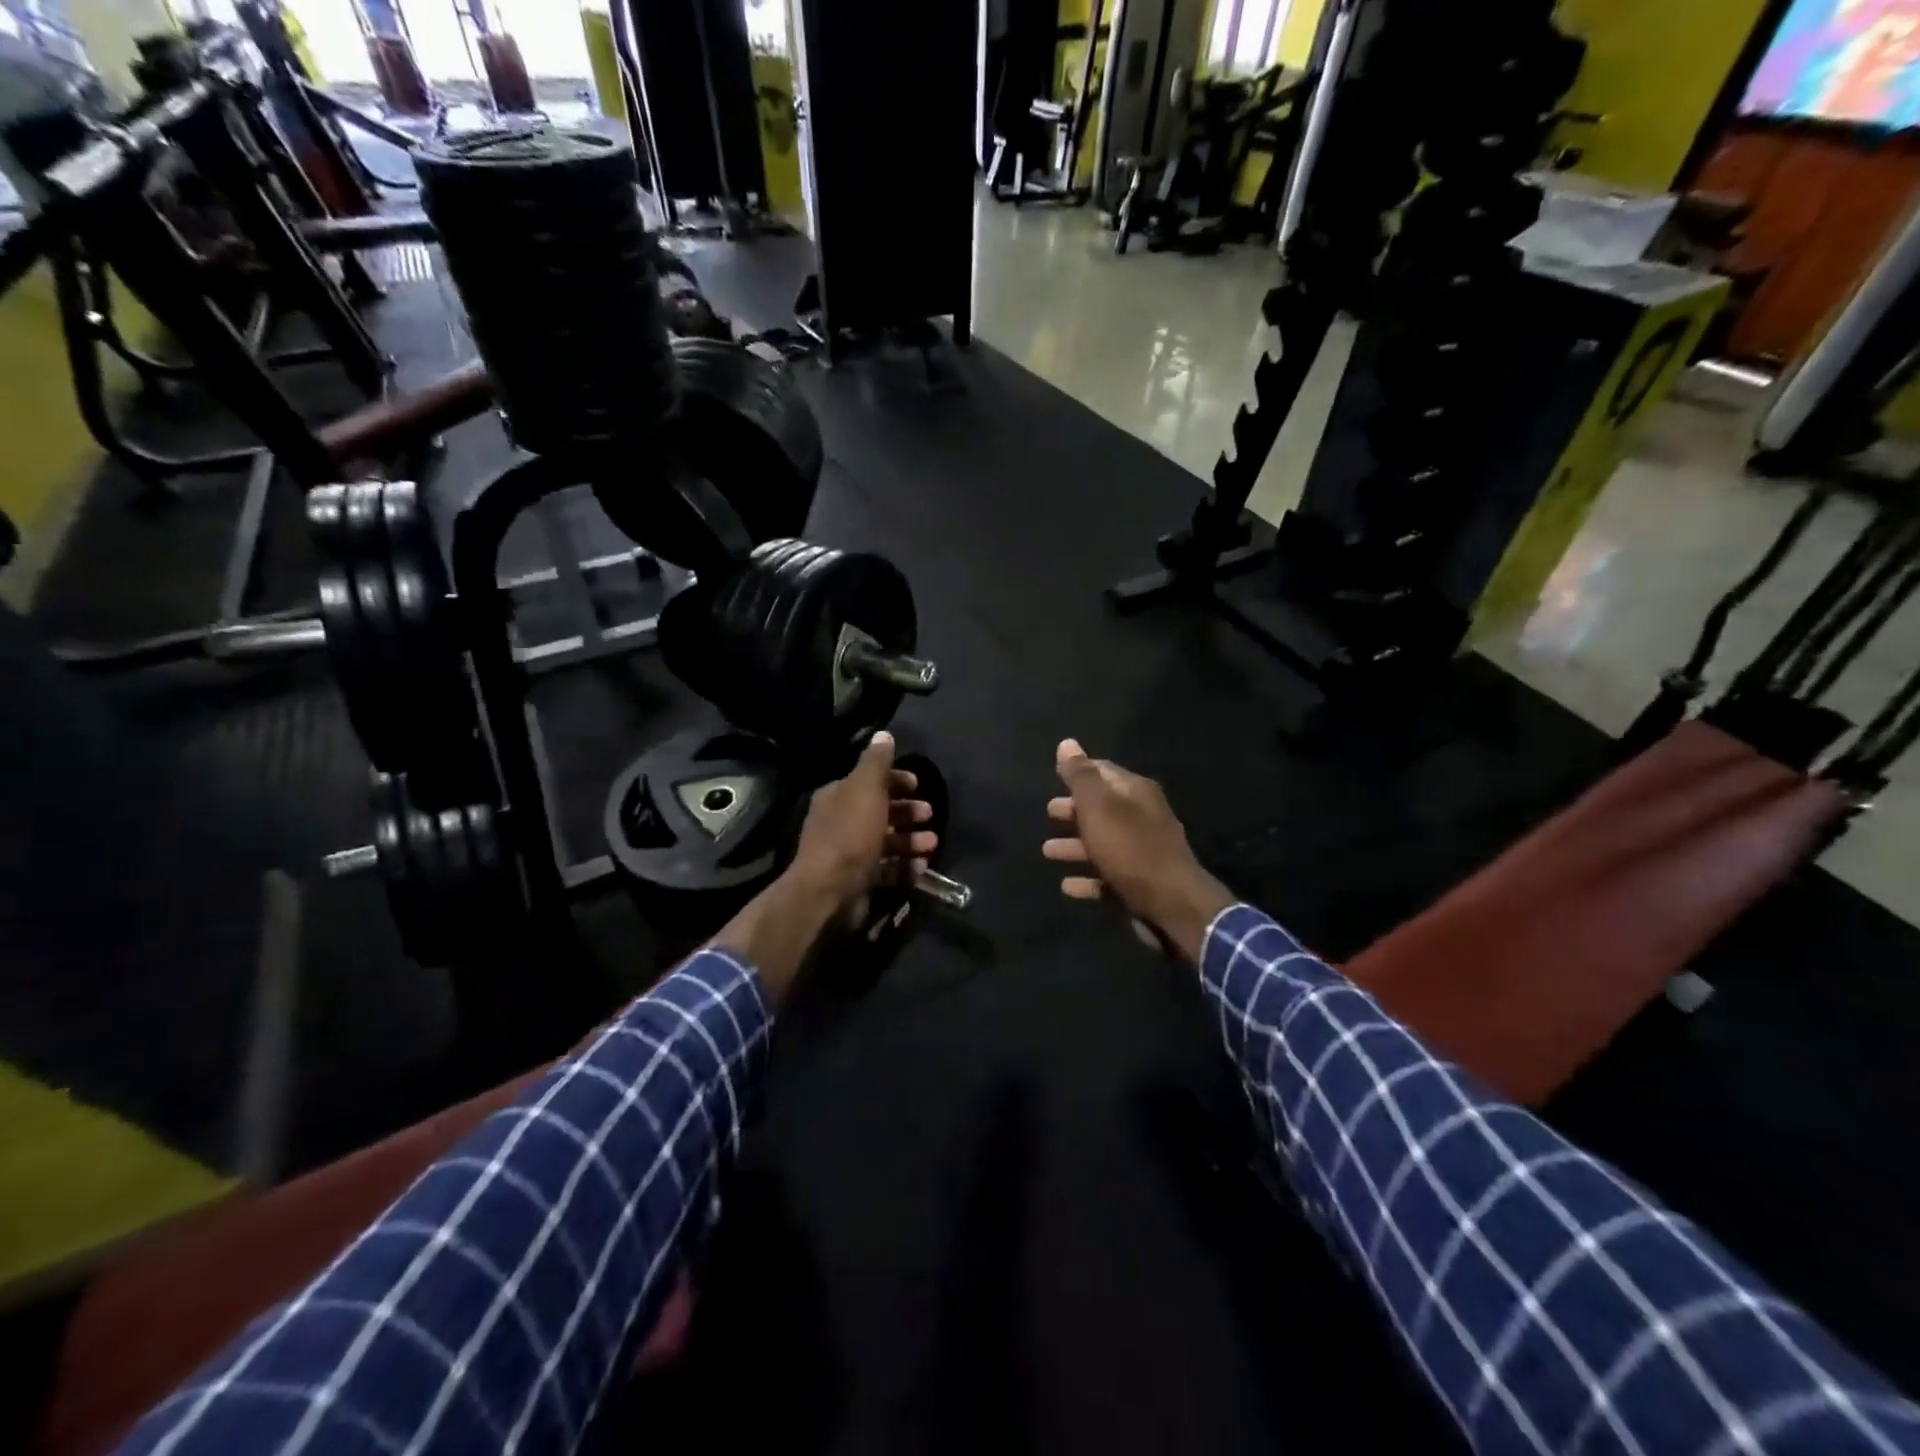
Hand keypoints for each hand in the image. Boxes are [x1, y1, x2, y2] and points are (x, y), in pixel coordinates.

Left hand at [789, 731, 938, 925]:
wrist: (829, 890)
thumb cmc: (850, 833)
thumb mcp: (865, 789)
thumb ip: (876, 762)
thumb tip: (884, 734)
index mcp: (838, 796)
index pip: (869, 781)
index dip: (895, 780)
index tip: (918, 785)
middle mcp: (841, 822)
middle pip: (880, 811)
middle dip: (907, 812)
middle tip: (929, 814)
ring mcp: (850, 853)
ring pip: (886, 841)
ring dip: (911, 840)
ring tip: (931, 844)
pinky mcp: (859, 880)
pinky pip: (887, 869)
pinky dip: (904, 866)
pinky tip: (921, 867)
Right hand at [1043, 739, 1233, 965]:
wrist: (1172, 904)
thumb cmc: (1130, 848)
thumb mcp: (1099, 807)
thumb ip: (1081, 776)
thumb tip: (1067, 743)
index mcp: (1136, 792)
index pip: (1104, 771)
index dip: (1079, 771)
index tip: (1055, 775)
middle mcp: (1143, 817)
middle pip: (1103, 807)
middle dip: (1074, 809)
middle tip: (1049, 812)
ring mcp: (1143, 852)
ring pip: (1103, 842)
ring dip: (1075, 845)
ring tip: (1047, 851)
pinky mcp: (1140, 883)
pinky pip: (1107, 875)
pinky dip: (1087, 877)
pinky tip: (1067, 886)